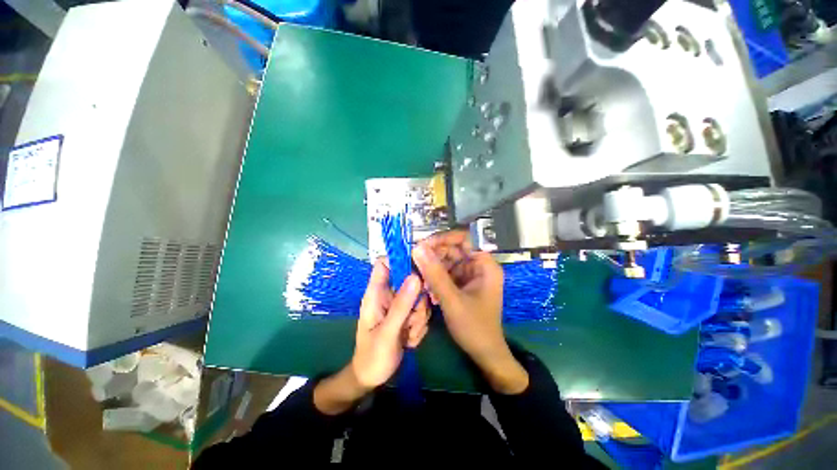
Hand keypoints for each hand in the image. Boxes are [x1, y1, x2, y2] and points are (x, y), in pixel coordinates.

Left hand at [352, 260, 428, 388]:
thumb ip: (401, 305)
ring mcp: (399, 305)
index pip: (384, 264)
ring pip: (419, 297)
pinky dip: (420, 325)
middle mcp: (388, 295)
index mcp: (376, 293)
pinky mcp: (407, 314)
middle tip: (413, 318)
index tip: (419, 268)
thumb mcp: (387, 332)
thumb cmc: (373, 356)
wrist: (372, 378)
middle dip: (417, 300)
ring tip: (408, 334)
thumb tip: (416, 276)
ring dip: (419, 316)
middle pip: (410, 280)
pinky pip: (422, 311)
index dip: (400, 260)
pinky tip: (409, 340)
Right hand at [413, 231, 527, 393]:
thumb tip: (417, 248)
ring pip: (448, 261)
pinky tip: (429, 291)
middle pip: (454, 249)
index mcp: (484, 265)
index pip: (465, 239)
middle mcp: (479, 266)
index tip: (423, 244)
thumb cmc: (474, 327)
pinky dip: (436, 279)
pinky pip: (447, 273)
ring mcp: (471, 275)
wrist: (484, 354)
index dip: (444, 238)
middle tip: (415, 262)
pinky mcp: (463, 284)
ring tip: (421, 281)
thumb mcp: (452, 300)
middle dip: (434, 255)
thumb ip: (434, 274)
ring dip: (433, 269)